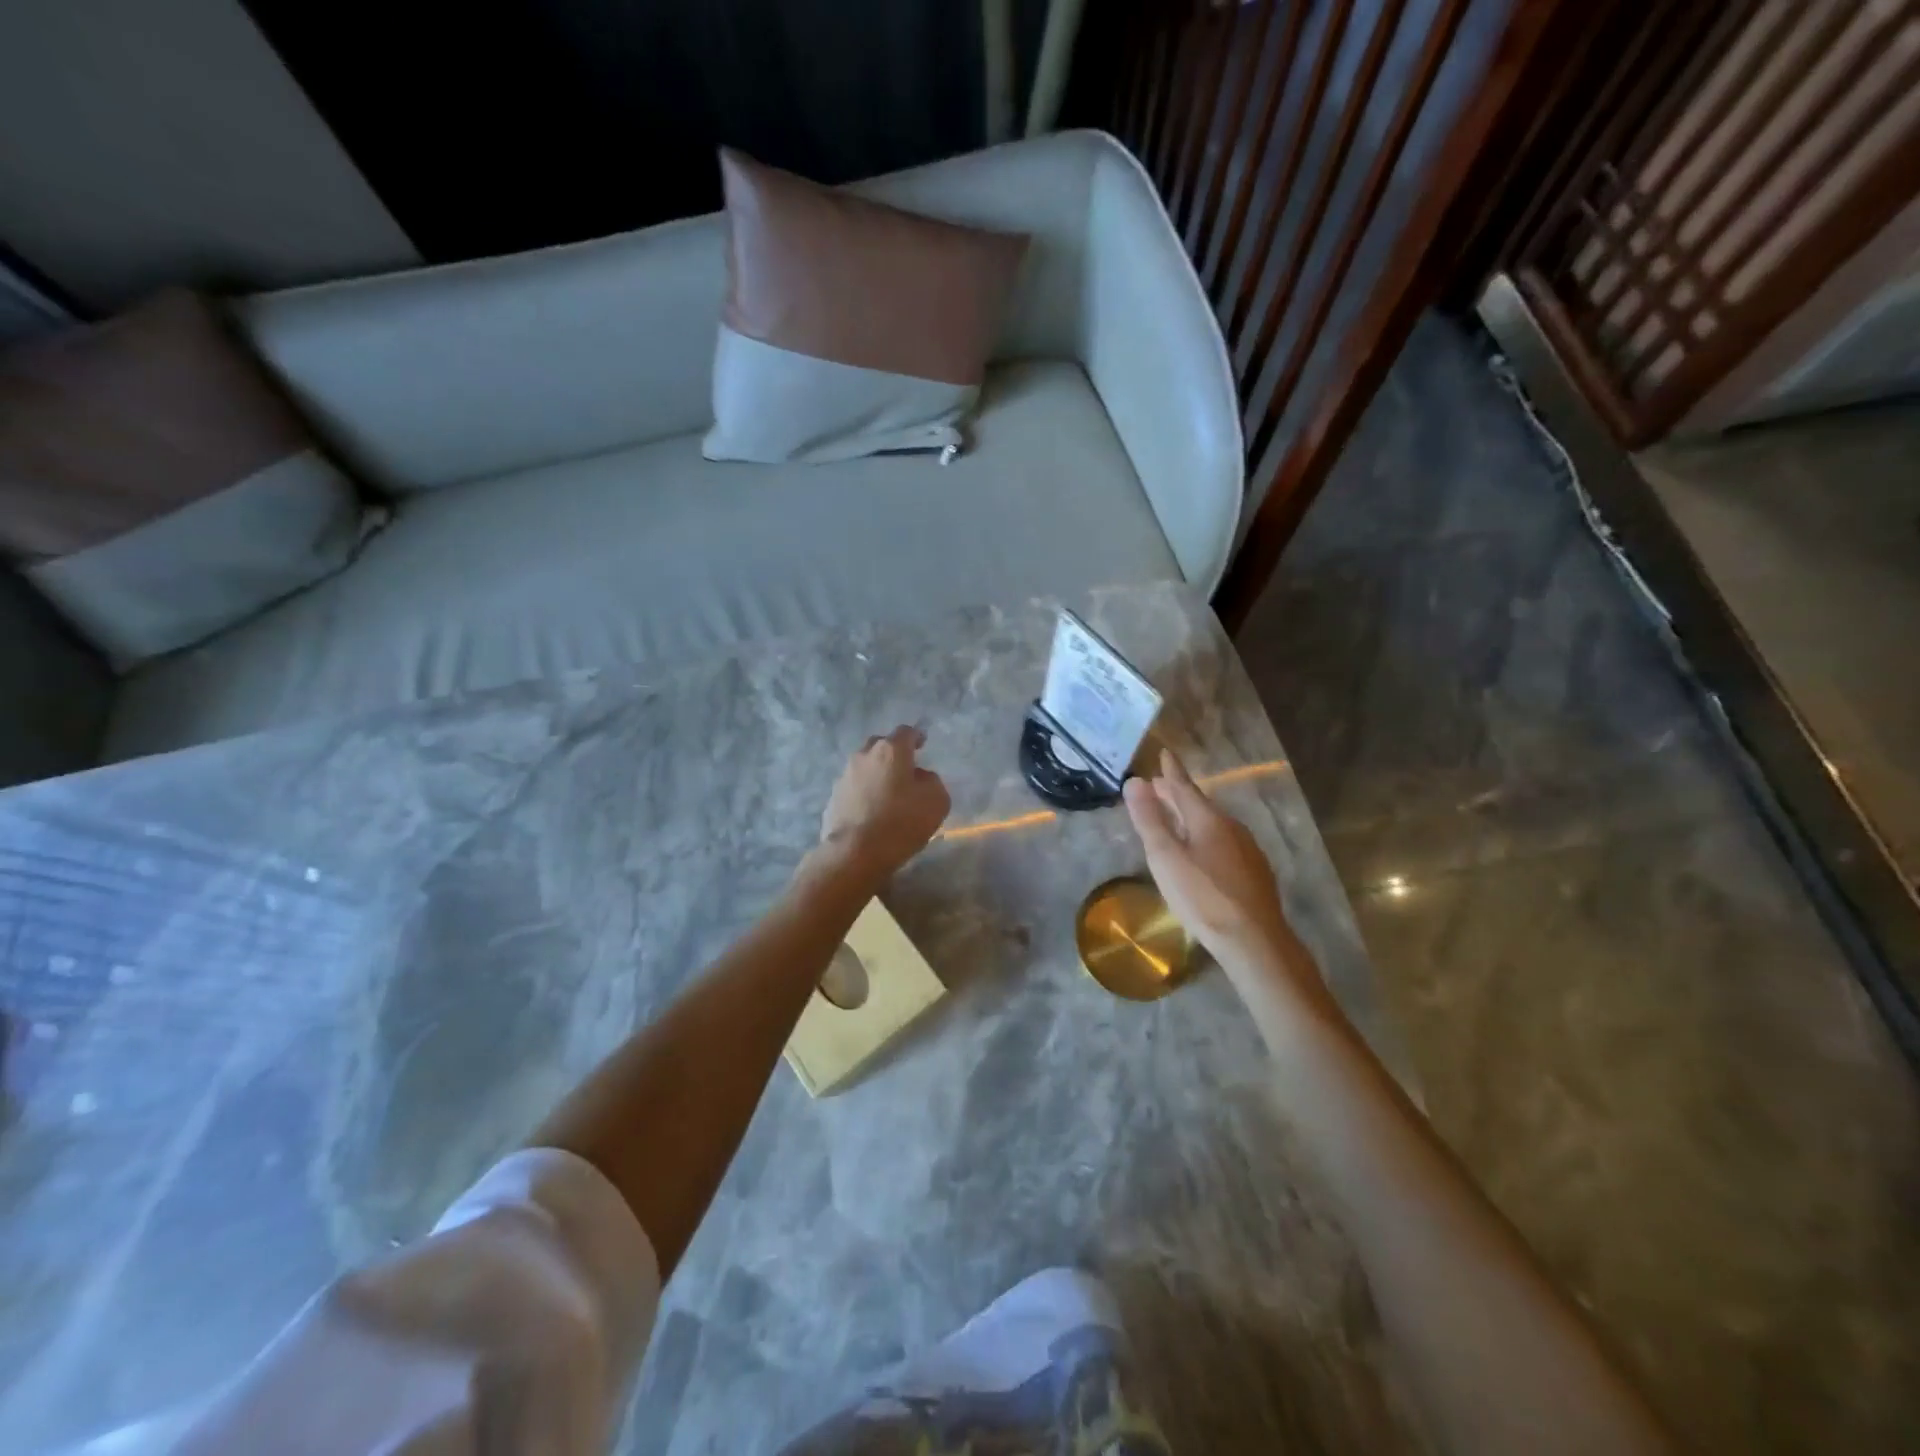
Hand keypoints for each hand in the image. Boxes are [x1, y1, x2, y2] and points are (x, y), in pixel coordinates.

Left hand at [819, 726, 950, 881]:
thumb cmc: (901, 822)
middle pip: (880, 745)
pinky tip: (871, 811)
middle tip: (904, 768)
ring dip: (876, 774)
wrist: (854, 853)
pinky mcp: (833, 798)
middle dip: (892, 753)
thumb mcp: (936, 801)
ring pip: (864, 766)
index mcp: (890, 751)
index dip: (916, 736)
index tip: (922, 743)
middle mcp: (863, 756)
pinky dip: (863, 793)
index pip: (905, 732)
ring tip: (887, 792)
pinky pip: (853, 788)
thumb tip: (920, 777)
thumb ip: (932, 781)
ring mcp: (844, 777)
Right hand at [1123, 748, 1296, 965]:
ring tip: (1175, 818)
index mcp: (1208, 819)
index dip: (1171, 771)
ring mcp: (1247, 849)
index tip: (1163, 753)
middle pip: (1198, 804)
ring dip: (1191, 816)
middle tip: (1157, 787)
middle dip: (1177, 794)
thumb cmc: (1202, 897)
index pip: (1184, 786)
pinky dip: (1205, 836)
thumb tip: (1135, 781)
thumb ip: (1149, 820)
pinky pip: (1224, 842)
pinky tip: (1202, 852)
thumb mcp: (1166, 858)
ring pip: (1213, 824)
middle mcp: (1231, 827)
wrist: (1254, 939)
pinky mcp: (1254, 871)